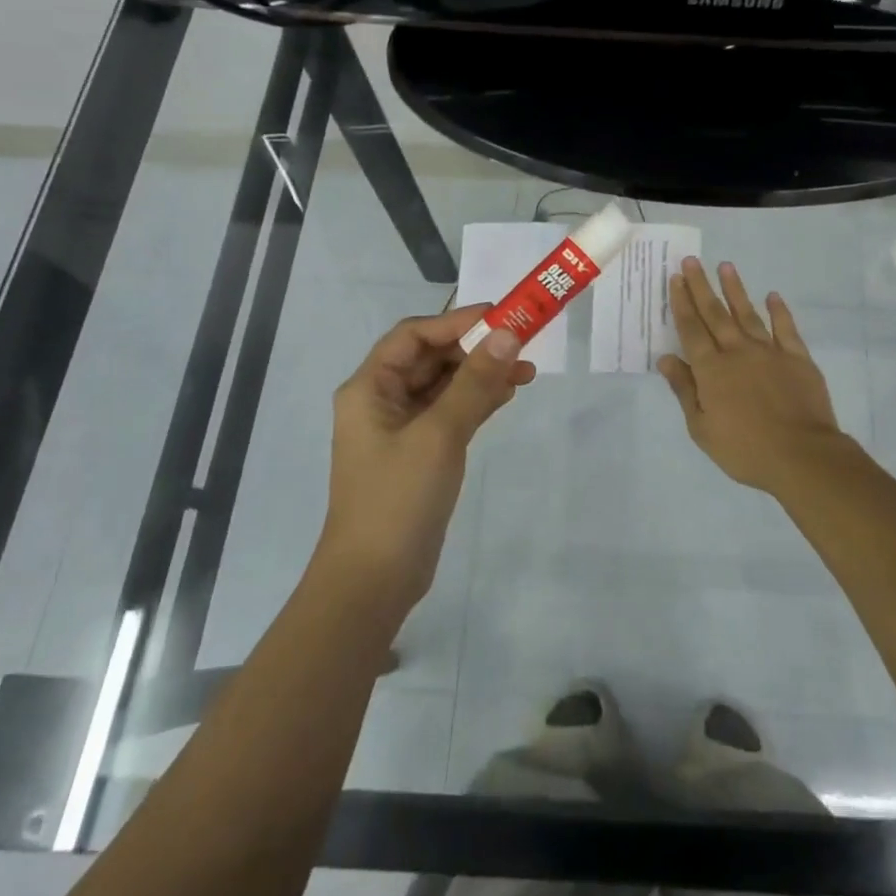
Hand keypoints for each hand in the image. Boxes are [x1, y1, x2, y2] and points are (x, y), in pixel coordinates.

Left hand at [323, 304, 533, 612]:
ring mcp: (401, 429)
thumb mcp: (439, 434)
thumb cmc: (398, 498)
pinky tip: (507, 395)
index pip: (413, 336)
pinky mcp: (420, 453)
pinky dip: (477, 401)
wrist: (375, 579)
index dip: (456, 322)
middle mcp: (381, 401)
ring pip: (444, 386)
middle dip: (474, 349)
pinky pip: (450, 413)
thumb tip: (508, 334)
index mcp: (369, 388)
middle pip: (430, 358)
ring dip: (480, 375)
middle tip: (521, 344)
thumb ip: (474, 382)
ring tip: (525, 371)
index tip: (502, 317)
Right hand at [658, 258, 850, 493]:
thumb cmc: (744, 449)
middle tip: (692, 262)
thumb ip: (684, 390)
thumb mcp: (702, 428)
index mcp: (712, 369)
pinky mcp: (798, 358)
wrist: (801, 455)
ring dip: (735, 290)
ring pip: (748, 314)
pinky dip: (779, 310)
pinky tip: (772, 296)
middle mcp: (738, 352)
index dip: (682, 303)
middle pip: (715, 314)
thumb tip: (667, 358)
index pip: (691, 329)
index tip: (675, 279)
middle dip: (701, 286)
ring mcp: (770, 352)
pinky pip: (786, 328)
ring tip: (726, 266)